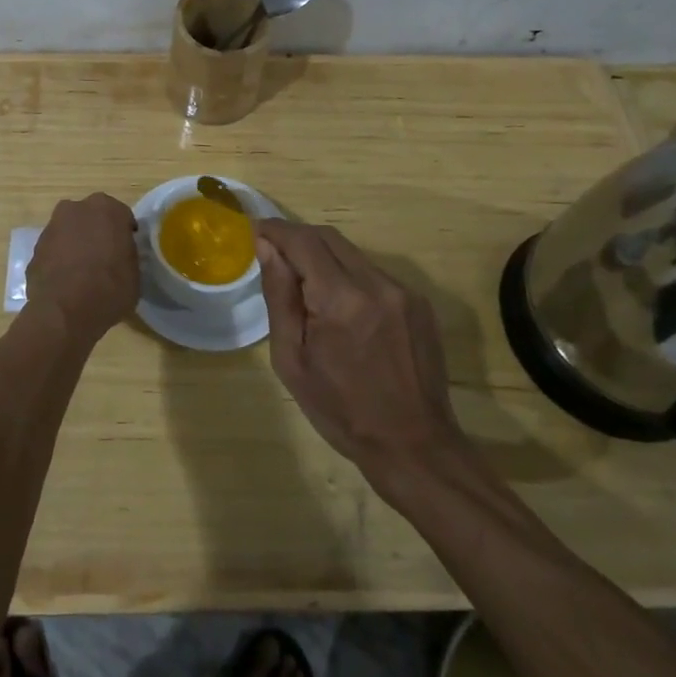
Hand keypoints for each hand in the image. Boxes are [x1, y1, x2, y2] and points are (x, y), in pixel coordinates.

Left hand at [25, 193, 139, 343]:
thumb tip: (119, 255)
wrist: (65, 312)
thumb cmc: (110, 289)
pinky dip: (59, 259)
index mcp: (107, 209)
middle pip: (91, 217)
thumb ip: (127, 254)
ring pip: (69, 231)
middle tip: (104, 257)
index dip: (124, 234)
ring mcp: (52, 227)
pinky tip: (66, 281)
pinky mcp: (35, 248)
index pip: (121, 216)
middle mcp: (77, 209)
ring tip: (83, 272)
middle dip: (97, 232)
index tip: (126, 250)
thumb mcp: (134, 273)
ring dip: (76, 244)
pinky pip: (54, 249)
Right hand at [256, 219, 465, 480]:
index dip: (276, 230)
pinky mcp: (419, 302)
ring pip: (352, 253)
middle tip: (273, 252)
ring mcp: (404, 291)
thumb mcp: (292, 360)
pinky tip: (340, 306)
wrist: (415, 446)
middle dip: (297, 238)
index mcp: (341, 300)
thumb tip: (266, 247)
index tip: (256, 231)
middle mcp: (377, 284)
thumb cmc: (341, 410)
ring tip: (304, 284)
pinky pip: (373, 273)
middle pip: (329, 238)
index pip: (303, 241)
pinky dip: (348, 275)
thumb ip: (280, 296)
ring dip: (323, 257)